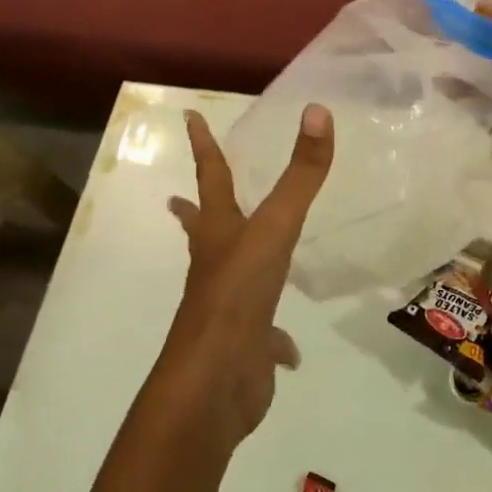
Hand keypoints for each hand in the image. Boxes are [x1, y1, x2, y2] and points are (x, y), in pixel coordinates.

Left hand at [156, 105, 333, 453]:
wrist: (215, 381)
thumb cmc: (238, 294)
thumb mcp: (275, 227)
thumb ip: (301, 174)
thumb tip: (317, 110)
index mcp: (219, 233)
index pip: (211, 176)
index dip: (203, 144)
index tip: (188, 117)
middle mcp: (217, 265)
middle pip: (203, 230)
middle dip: (193, 212)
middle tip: (175, 201)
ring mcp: (227, 307)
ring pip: (231, 278)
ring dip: (234, 265)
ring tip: (243, 262)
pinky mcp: (244, 345)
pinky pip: (263, 336)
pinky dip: (275, 339)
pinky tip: (286, 349)